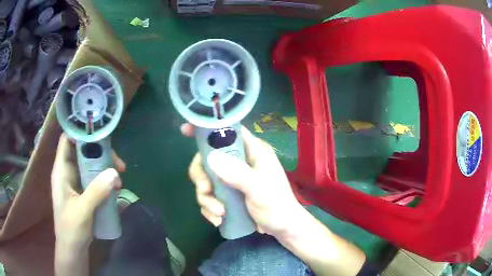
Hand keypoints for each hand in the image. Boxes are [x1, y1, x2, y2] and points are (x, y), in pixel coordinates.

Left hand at [51, 134, 125, 253]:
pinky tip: (116, 191)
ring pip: (91, 166)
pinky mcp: (83, 193)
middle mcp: (68, 172)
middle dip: (101, 154)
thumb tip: (115, 173)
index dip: (80, 132)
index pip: (67, 140)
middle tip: (118, 165)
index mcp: (61, 170)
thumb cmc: (71, 229)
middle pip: (83, 151)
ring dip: (106, 170)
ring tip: (120, 182)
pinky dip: (105, 181)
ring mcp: (76, 183)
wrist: (73, 249)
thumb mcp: (83, 210)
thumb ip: (97, 191)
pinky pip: (94, 180)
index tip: (100, 133)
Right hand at [181, 123, 303, 236]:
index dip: (207, 130)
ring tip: (218, 213)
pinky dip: (209, 207)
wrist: (282, 228)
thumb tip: (210, 157)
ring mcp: (232, 178)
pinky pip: (209, 196)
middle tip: (205, 191)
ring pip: (206, 179)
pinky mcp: (228, 194)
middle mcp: (240, 161)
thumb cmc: (277, 206)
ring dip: (206, 198)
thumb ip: (238, 174)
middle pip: (208, 158)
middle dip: (202, 177)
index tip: (185, 131)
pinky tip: (218, 219)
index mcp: (252, 151)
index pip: (227, 131)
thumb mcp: (259, 189)